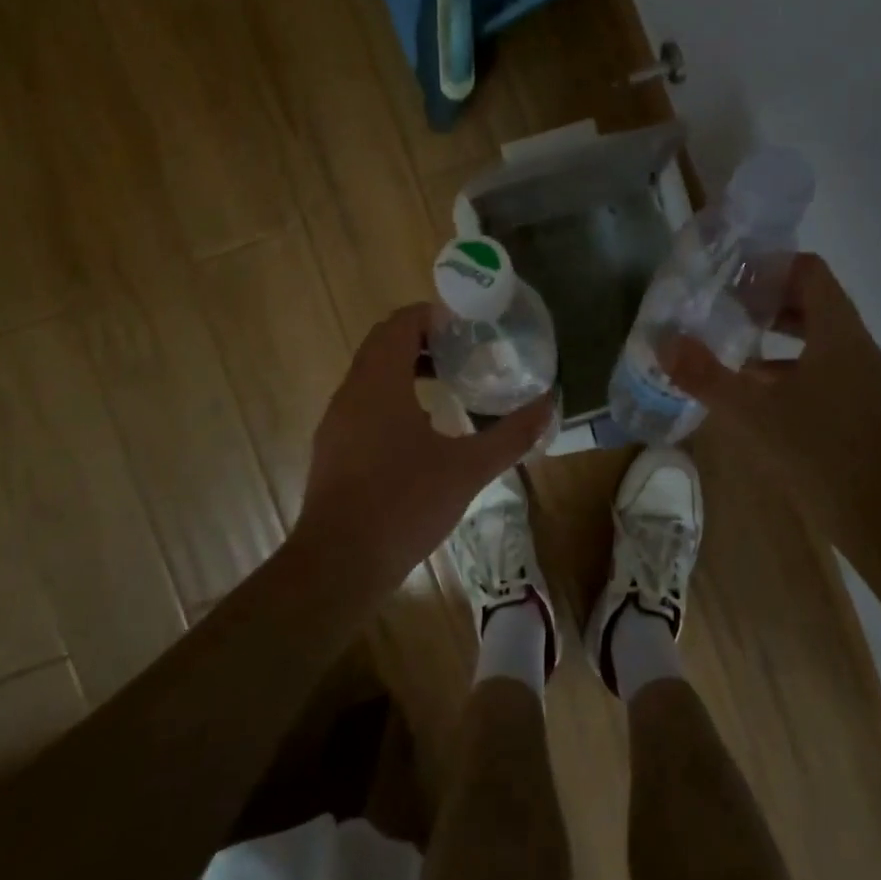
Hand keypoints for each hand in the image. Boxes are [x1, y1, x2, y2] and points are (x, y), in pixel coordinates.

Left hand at [297, 304, 554, 580]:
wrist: (339, 563)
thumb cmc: (404, 504)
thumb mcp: (468, 469)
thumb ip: (511, 434)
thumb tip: (549, 404)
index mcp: (380, 382)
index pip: (400, 323)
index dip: (433, 316)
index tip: (468, 326)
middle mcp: (352, 391)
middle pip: (384, 343)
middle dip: (424, 340)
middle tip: (466, 351)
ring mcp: (336, 421)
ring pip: (371, 374)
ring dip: (407, 368)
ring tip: (450, 384)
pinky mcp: (332, 448)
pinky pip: (363, 402)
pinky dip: (392, 397)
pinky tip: (423, 429)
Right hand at [663, 254, 880, 537]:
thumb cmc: (820, 453)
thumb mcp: (752, 413)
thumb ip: (705, 376)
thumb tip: (664, 343)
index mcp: (838, 333)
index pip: (810, 271)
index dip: (770, 265)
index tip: (731, 276)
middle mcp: (855, 346)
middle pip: (812, 301)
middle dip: (766, 299)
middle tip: (721, 305)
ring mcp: (861, 378)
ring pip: (816, 337)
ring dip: (775, 334)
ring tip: (731, 342)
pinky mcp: (859, 407)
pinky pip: (821, 368)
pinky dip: (787, 367)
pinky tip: (754, 390)